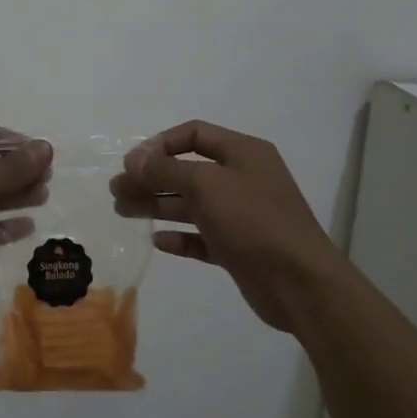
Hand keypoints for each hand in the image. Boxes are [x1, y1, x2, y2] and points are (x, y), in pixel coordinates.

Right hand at [111, 120, 336, 331]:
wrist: (300, 283)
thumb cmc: (253, 221)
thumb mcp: (205, 185)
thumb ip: (165, 170)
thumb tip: (133, 160)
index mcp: (243, 152)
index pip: (194, 134)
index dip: (160, 144)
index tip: (132, 164)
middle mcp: (242, 178)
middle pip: (187, 170)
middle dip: (151, 178)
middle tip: (116, 191)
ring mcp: (241, 215)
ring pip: (191, 204)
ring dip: (157, 205)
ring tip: (123, 211)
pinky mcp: (238, 248)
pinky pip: (202, 236)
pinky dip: (180, 236)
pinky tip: (157, 241)